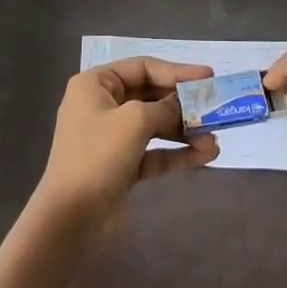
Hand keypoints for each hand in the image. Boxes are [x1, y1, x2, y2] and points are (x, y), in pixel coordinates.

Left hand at [32, 56, 218, 228]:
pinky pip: (154, 152)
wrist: (70, 220)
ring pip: (155, 126)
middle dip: (184, 105)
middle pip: (151, 96)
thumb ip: (165, 107)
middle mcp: (102, 106)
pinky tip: (206, 156)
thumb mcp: (134, 121)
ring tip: (215, 139)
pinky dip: (177, 153)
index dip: (177, 71)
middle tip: (215, 109)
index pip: (143, 67)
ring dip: (185, 131)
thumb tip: (184, 107)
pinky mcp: (121, 166)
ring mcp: (111, 138)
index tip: (209, 77)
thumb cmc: (98, 156)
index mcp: (95, 85)